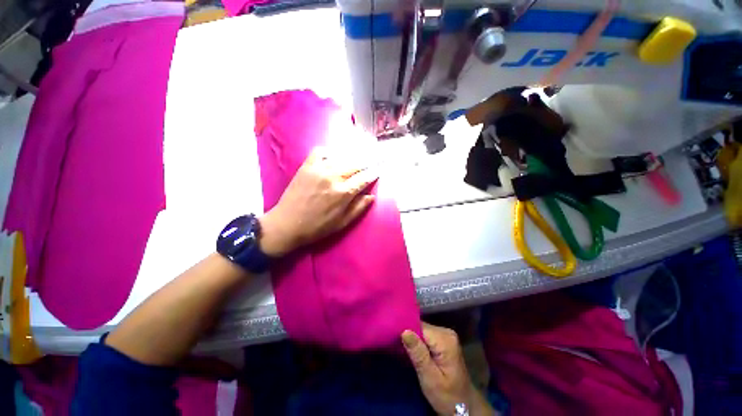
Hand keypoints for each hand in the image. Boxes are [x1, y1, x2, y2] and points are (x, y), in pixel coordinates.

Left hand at [259, 147, 377, 256]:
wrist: (287, 224)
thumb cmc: (317, 227)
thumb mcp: (343, 223)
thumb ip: (359, 208)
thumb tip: (371, 195)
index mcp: (344, 193)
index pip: (364, 178)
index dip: (374, 173)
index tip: (380, 169)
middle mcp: (333, 177)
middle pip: (356, 164)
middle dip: (367, 162)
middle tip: (375, 158)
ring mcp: (319, 169)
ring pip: (342, 157)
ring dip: (353, 157)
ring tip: (359, 157)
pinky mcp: (307, 166)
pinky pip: (320, 152)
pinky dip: (329, 152)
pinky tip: (334, 156)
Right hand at [402, 323, 495, 415]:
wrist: (465, 406)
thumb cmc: (447, 396)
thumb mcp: (430, 379)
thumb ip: (418, 354)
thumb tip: (404, 331)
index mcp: (445, 340)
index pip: (419, 327)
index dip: (406, 331)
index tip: (393, 338)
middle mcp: (446, 332)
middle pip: (420, 327)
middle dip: (408, 336)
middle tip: (395, 346)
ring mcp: (445, 335)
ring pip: (421, 330)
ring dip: (412, 340)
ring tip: (401, 349)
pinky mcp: (443, 340)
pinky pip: (425, 336)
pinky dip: (418, 342)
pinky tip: (412, 350)